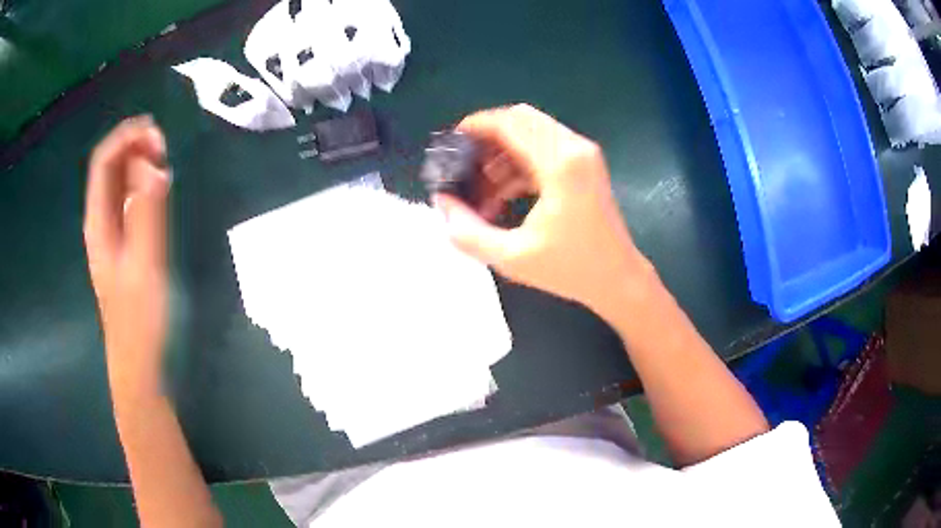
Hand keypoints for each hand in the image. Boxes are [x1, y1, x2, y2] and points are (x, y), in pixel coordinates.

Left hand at [84, 116, 170, 397]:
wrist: (137, 360)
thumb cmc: (139, 318)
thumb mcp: (145, 264)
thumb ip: (146, 213)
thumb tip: (151, 164)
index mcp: (98, 222)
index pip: (103, 162)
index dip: (124, 137)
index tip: (153, 129)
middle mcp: (100, 221)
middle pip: (110, 168)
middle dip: (133, 146)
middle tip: (163, 145)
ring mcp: (111, 233)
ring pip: (119, 183)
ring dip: (139, 163)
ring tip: (164, 159)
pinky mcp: (124, 244)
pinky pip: (129, 202)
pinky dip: (143, 185)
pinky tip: (159, 187)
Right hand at [434, 104, 653, 323]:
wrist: (618, 280)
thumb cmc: (571, 270)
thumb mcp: (512, 258)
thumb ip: (468, 232)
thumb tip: (442, 204)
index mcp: (559, 164)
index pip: (510, 123)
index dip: (476, 126)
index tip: (452, 143)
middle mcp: (574, 148)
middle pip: (521, 120)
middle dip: (487, 138)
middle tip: (464, 165)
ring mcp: (583, 155)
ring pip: (532, 133)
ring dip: (502, 153)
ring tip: (481, 189)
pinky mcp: (585, 166)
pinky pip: (544, 149)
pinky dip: (519, 163)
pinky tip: (502, 194)